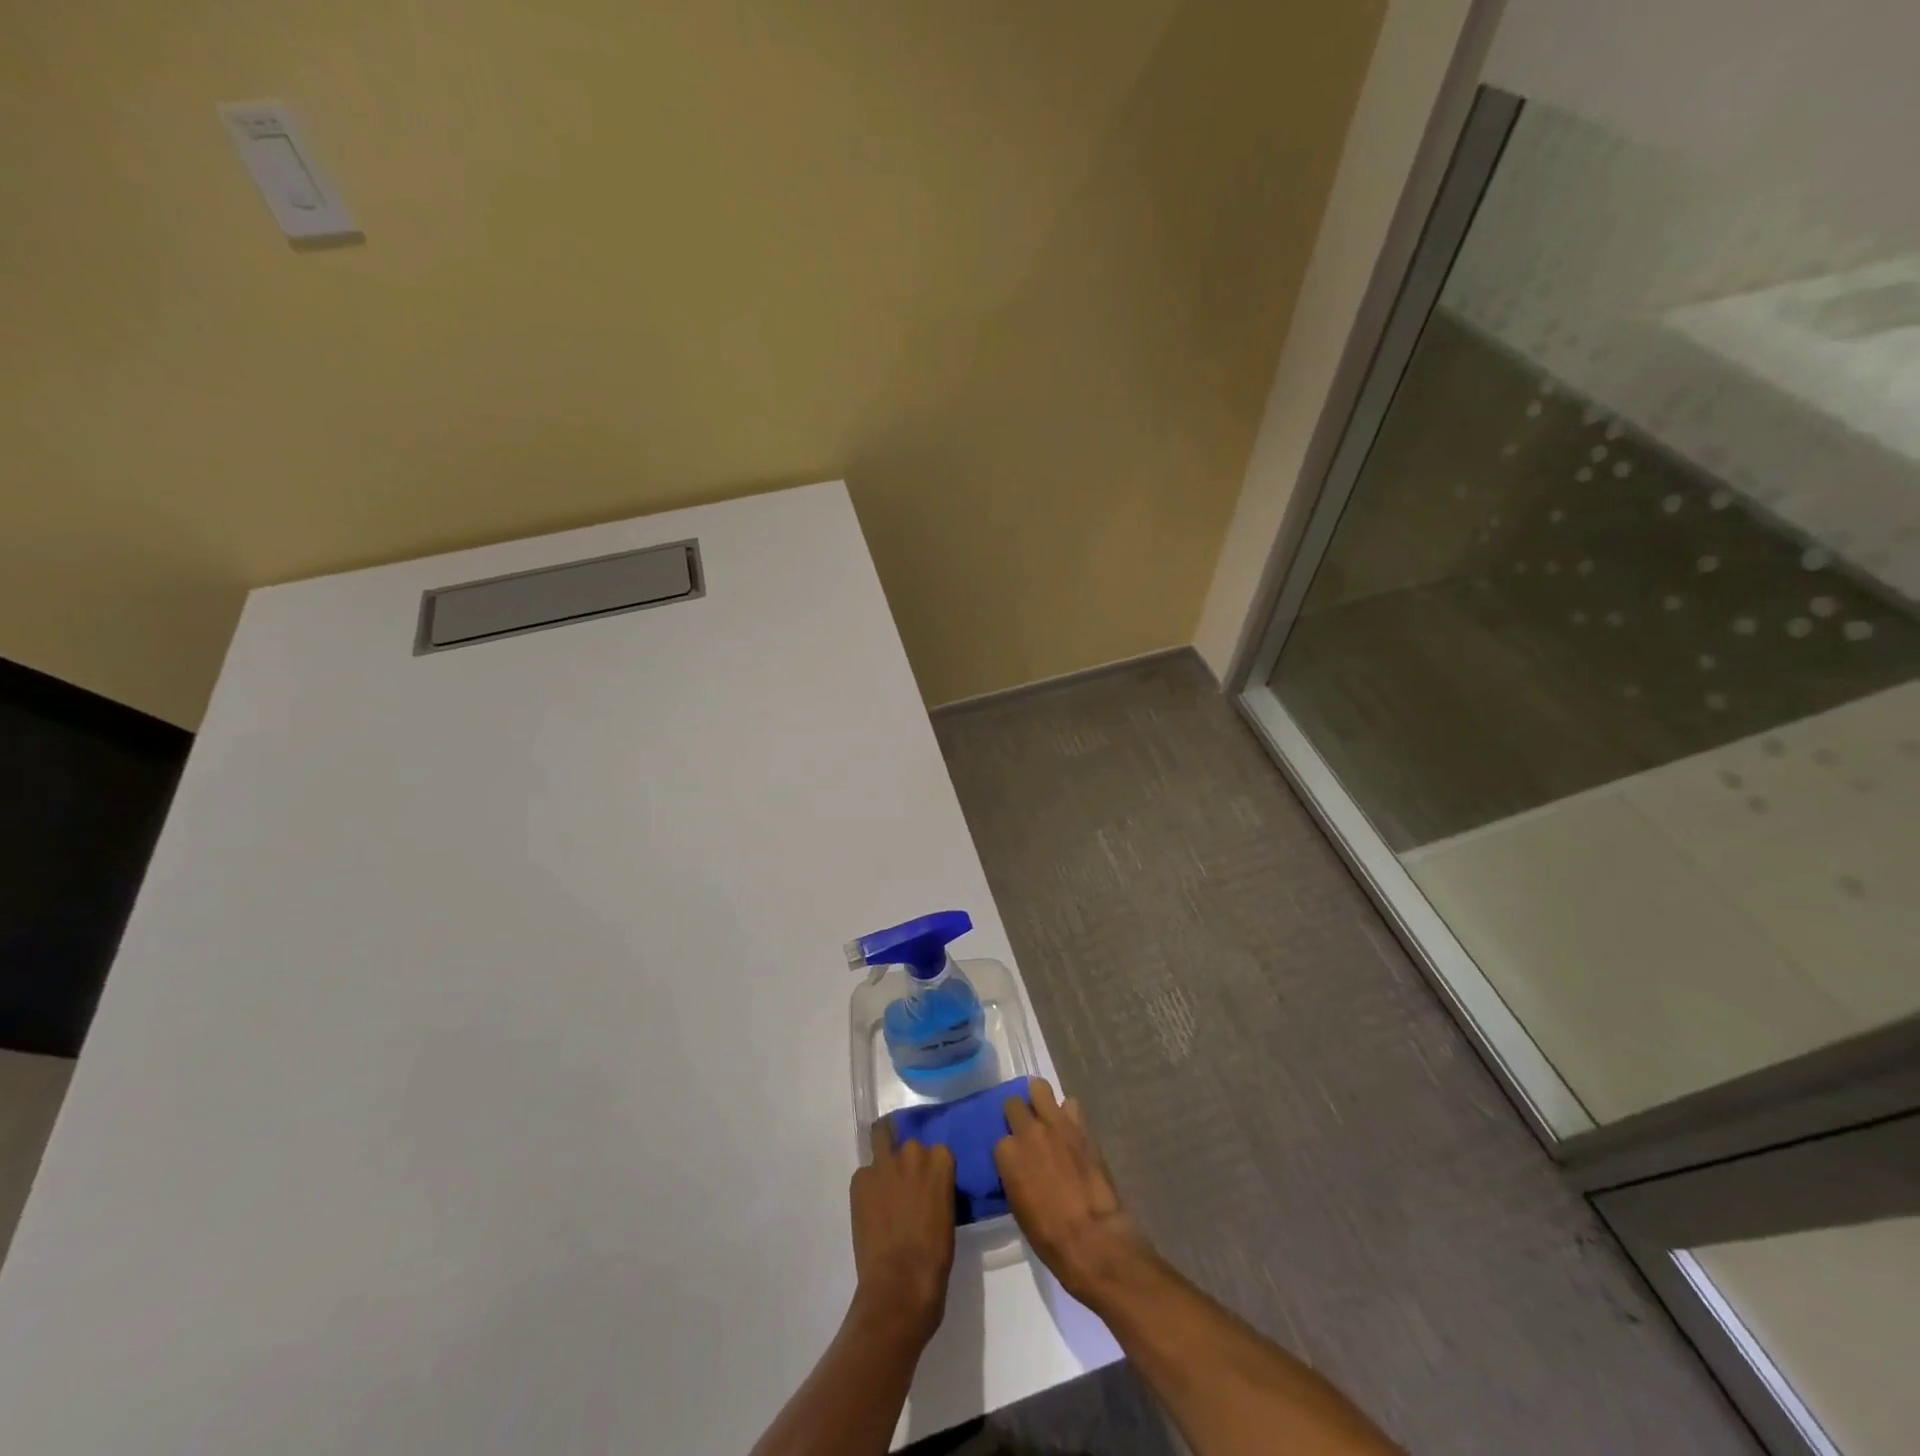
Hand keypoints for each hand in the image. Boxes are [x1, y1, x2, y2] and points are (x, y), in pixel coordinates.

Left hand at [849, 1116, 955, 1344]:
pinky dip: (867, 1186)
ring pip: (880, 1137)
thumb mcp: (947, 1214)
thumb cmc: (935, 1256)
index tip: (929, 1184)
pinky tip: (869, 1208)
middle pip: (908, 1143)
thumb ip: (937, 1188)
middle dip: (906, 1158)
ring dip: (883, 1153)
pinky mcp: (860, 1179)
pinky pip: (864, 1174)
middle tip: (904, 1182)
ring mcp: (884, 1163)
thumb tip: (927, 1189)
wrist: (901, 1283)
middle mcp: (913, 1152)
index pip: (937, 1151)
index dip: (931, 1168)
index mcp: (941, 1160)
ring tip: (882, 1179)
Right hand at [995, 1079, 1153, 1309]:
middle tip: (1026, 1130)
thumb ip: (1014, 1174)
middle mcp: (1028, 1131)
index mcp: (1007, 1154)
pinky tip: (1071, 1129)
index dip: (1009, 1150)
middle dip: (1018, 1114)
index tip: (1015, 1160)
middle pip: (1014, 1104)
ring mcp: (1055, 1124)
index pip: (1000, 1139)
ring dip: (1040, 1100)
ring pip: (1039, 1088)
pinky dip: (1069, 1114)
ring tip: (1046, 1116)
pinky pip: (1070, 1105)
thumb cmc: (1048, 1236)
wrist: (1092, 1238)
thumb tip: (1019, 1166)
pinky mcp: (1080, 1126)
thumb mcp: (1018, 1206)